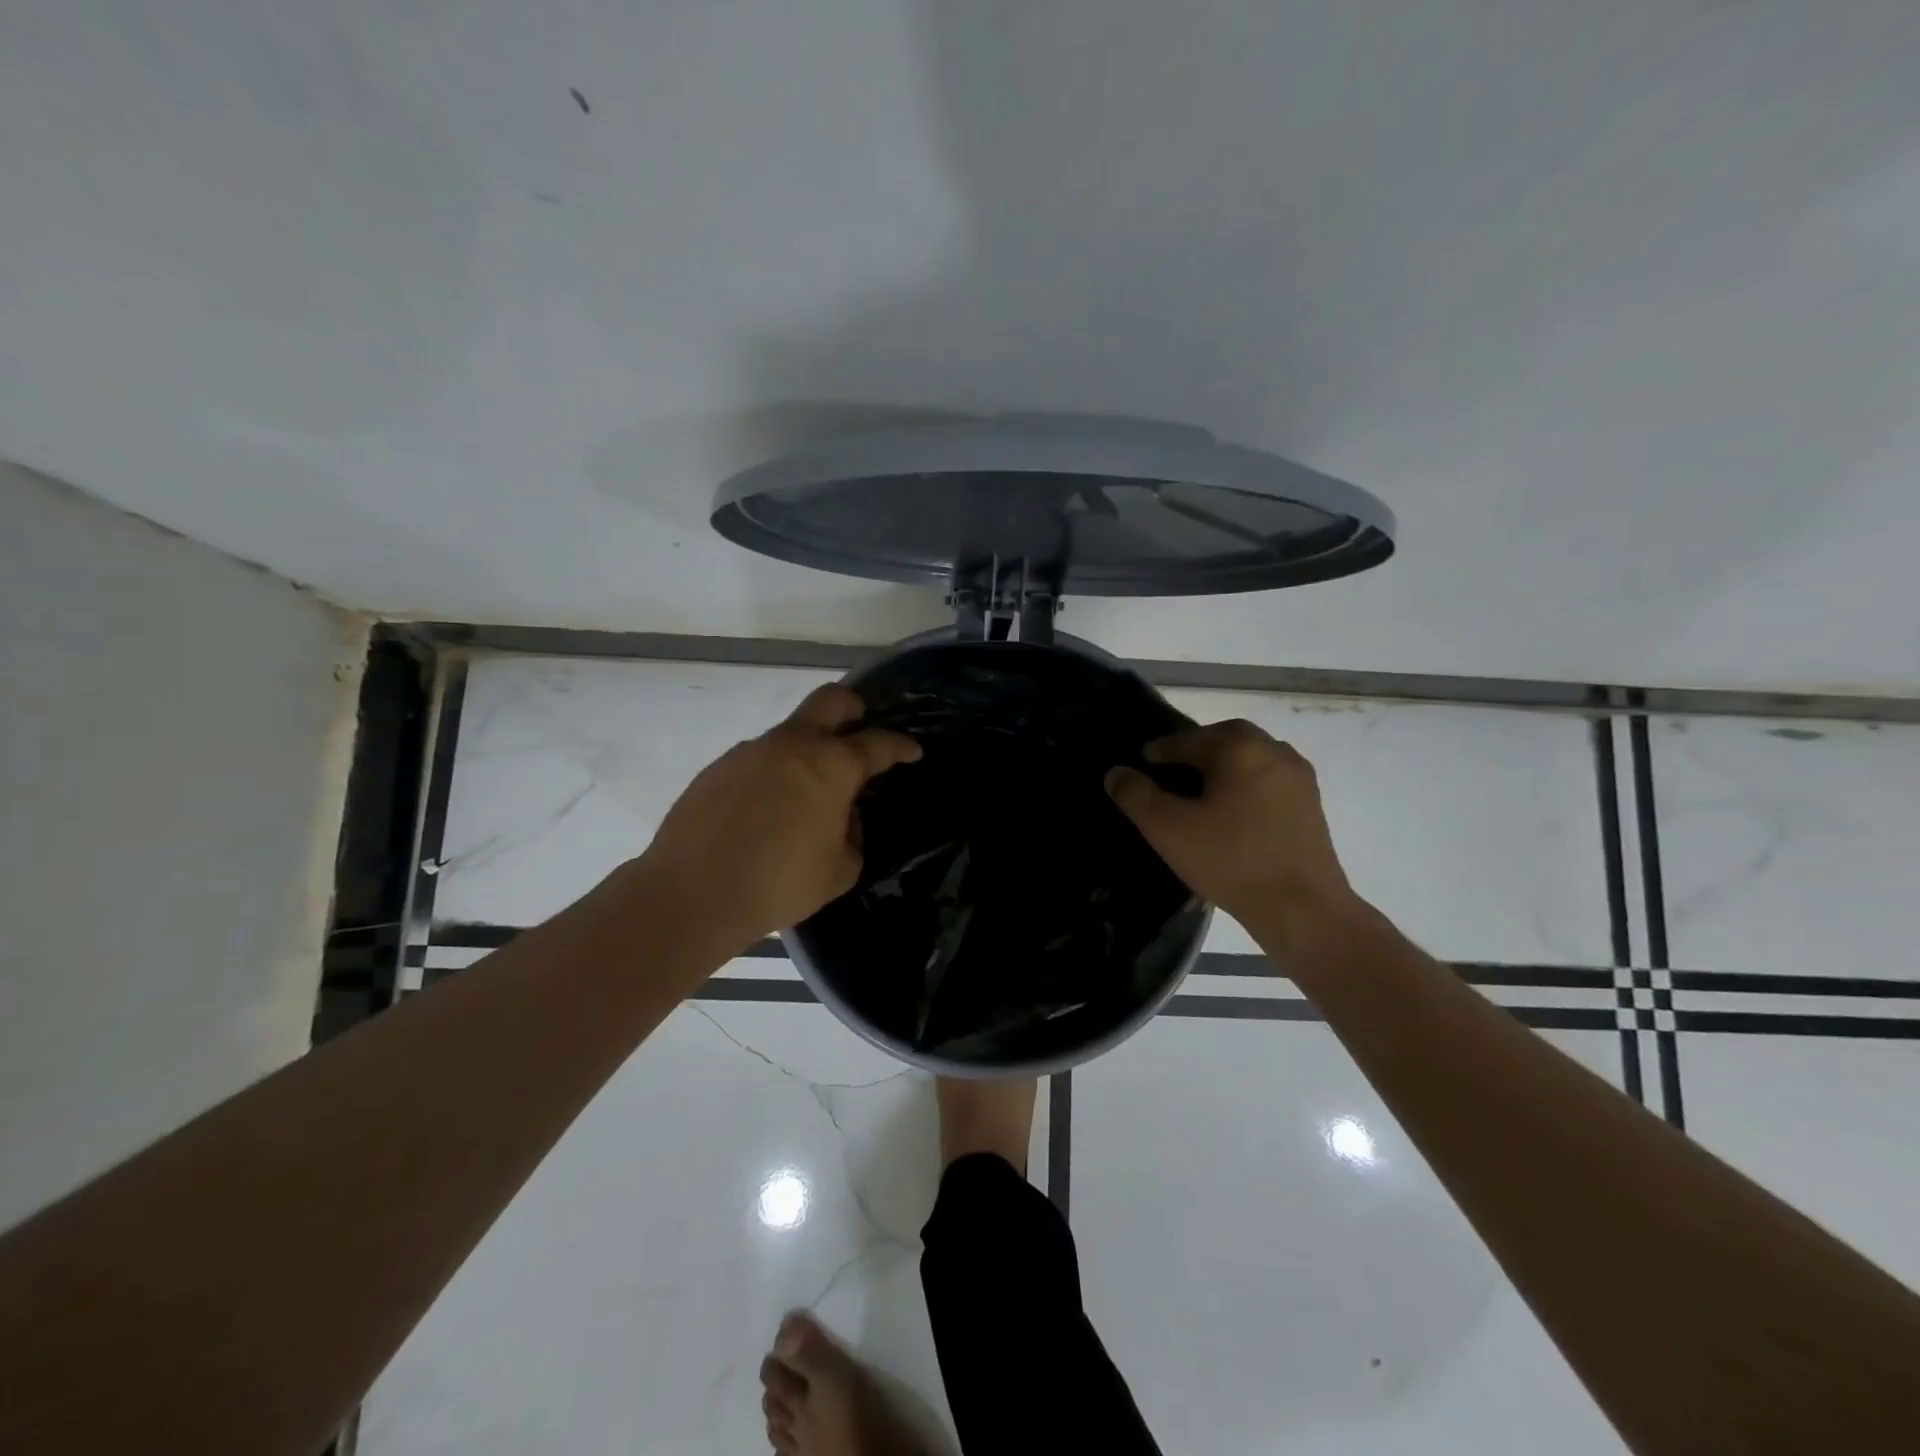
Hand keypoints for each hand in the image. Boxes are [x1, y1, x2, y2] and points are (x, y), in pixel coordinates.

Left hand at [635, 684, 919, 956]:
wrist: (693, 893)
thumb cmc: (780, 883)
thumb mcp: (839, 871)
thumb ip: (852, 837)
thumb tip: (842, 819)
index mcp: (832, 766)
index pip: (878, 744)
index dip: (901, 746)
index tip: (912, 751)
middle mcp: (793, 745)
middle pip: (831, 700)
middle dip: (853, 708)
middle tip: (860, 726)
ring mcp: (751, 751)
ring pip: (789, 733)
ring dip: (807, 750)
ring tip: (806, 792)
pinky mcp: (718, 768)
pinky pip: (758, 760)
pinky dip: (773, 774)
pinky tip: (765, 811)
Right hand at [1105, 719, 1354, 937]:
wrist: (1302, 908)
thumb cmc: (1230, 860)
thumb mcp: (1168, 828)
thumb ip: (1136, 795)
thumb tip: (1116, 773)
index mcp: (1240, 748)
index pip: (1189, 739)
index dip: (1161, 750)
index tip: (1143, 761)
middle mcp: (1274, 751)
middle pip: (1226, 739)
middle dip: (1197, 748)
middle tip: (1172, 768)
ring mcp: (1299, 778)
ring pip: (1251, 758)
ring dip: (1224, 765)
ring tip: (1200, 790)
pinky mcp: (1311, 805)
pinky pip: (1269, 780)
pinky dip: (1245, 783)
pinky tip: (1231, 811)